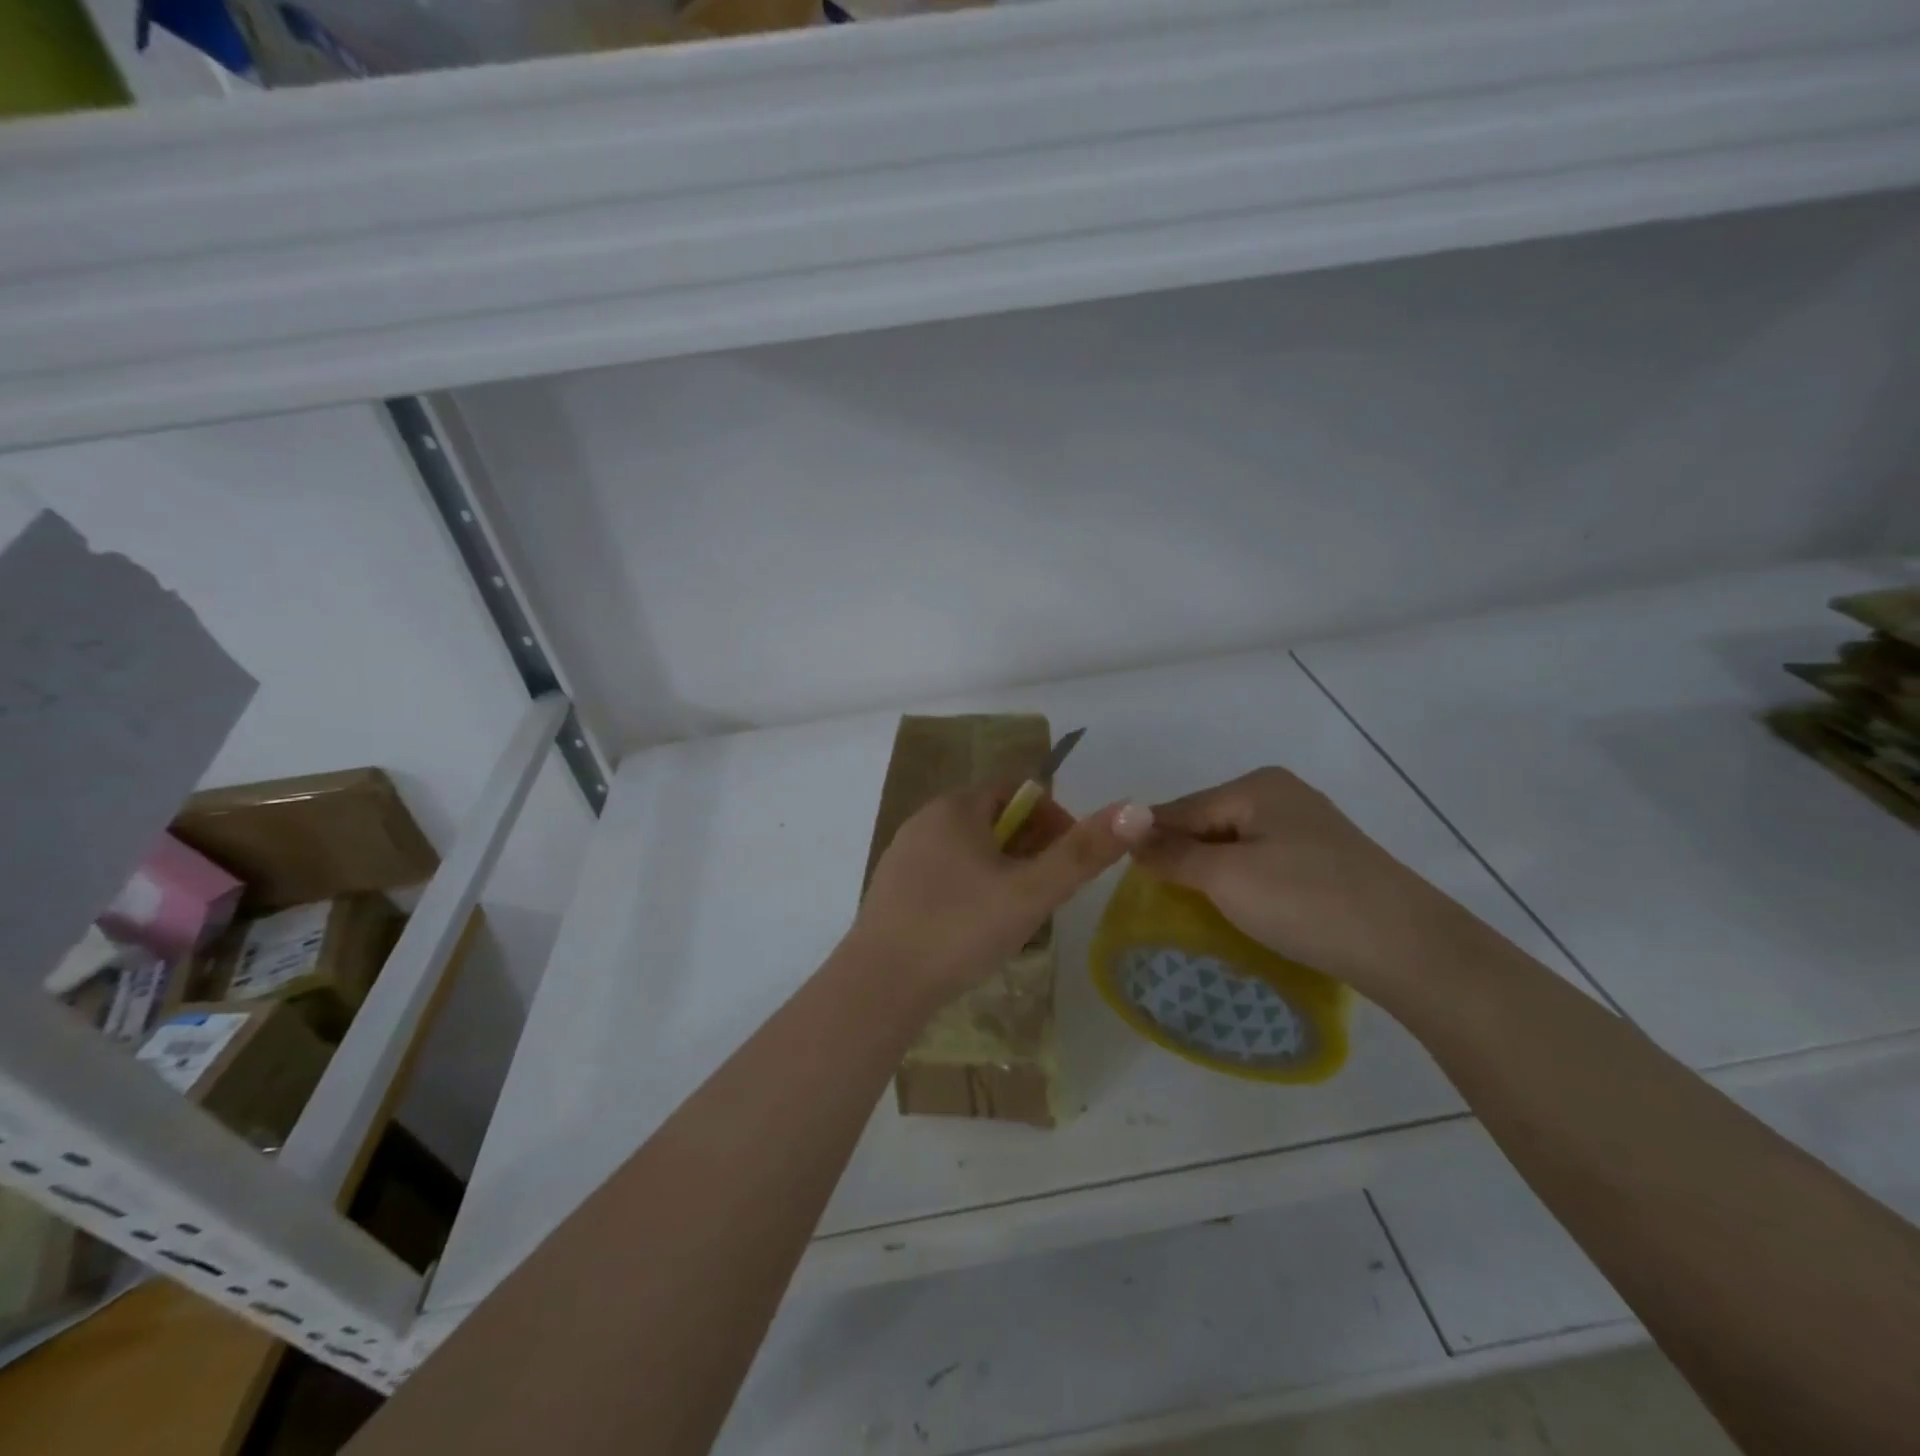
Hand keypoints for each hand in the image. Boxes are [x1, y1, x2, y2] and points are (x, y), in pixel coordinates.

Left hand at [851, 786, 1154, 1005]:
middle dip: (1029, 847)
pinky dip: (970, 887)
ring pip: (969, 848)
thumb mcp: (1032, 892)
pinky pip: (944, 872)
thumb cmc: (961, 928)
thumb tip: (1138, 809)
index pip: (1018, 791)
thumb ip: (1084, 852)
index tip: (1070, 861)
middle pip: (993, 818)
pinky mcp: (891, 886)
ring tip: (1018, 913)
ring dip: (1001, 869)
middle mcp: (925, 818)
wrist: (880, 984)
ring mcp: (903, 853)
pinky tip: (975, 927)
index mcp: (957, 806)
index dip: (1054, 819)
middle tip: (1049, 892)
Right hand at [1130, 768, 1469, 998]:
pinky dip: (1242, 881)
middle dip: (1181, 856)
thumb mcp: (1226, 878)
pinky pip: (1263, 861)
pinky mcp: (1325, 858)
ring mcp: (1308, 826)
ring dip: (1210, 872)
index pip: (1181, 808)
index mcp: (1256, 786)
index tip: (1121, 873)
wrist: (1408, 948)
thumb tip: (1127, 833)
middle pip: (1208, 822)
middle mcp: (1282, 794)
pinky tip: (1240, 907)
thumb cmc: (1305, 902)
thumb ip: (1172, 854)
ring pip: (1235, 844)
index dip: (1149, 840)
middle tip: (1158, 898)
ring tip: (1193, 908)